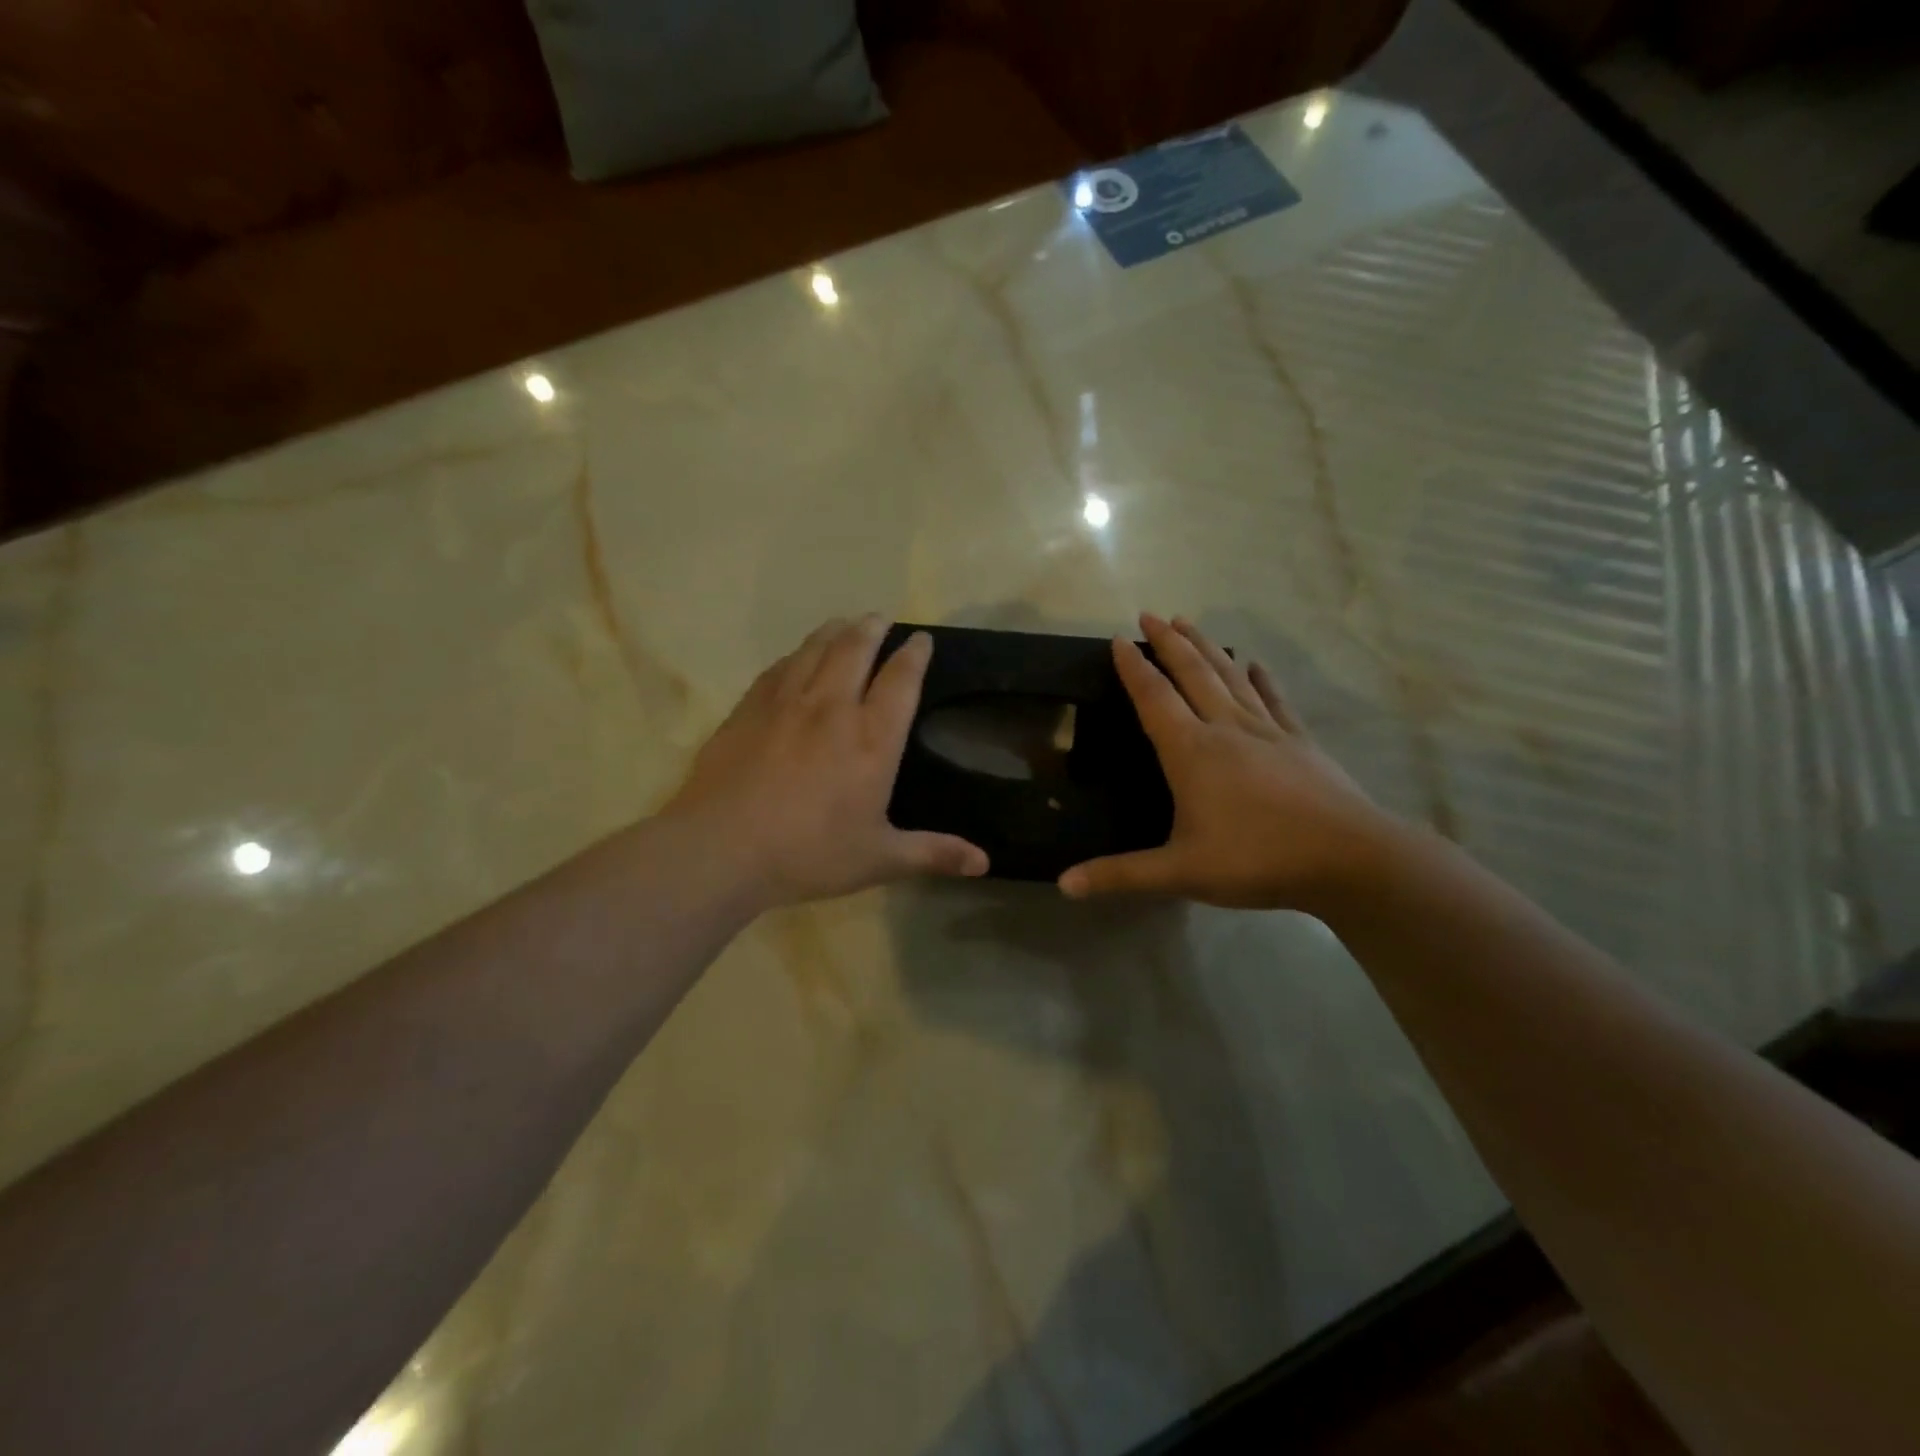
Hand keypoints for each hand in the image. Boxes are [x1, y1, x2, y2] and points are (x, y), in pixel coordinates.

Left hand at [663, 615, 988, 909]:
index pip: (900, 680)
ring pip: (815, 650)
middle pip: (856, 649)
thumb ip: (932, 854)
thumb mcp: (879, 860)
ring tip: (844, 623)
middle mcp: (833, 708)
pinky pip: (780, 668)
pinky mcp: (749, 709)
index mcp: (872, 739)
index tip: (922, 639)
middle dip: (872, 629)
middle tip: (881, 618)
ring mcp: (787, 703)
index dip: (914, 655)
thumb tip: (985, 863)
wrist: (723, 848)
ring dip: (835, 631)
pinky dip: (796, 655)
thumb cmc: (810, 853)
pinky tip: (796, 657)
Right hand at [1059, 614, 1401, 911]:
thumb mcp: (1180, 873)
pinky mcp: (1299, 740)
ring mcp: (1267, 730)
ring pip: (1230, 675)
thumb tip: (1064, 885)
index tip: (1118, 639)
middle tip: (1149, 614)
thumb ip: (1121, 875)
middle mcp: (1225, 728)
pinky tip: (1254, 663)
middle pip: (1192, 672)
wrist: (1347, 858)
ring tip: (1188, 622)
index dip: (1133, 668)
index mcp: (1191, 752)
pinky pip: (1273, 698)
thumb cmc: (1255, 860)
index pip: (1153, 698)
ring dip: (1206, 646)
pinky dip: (1260, 677)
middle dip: (1167, 641)